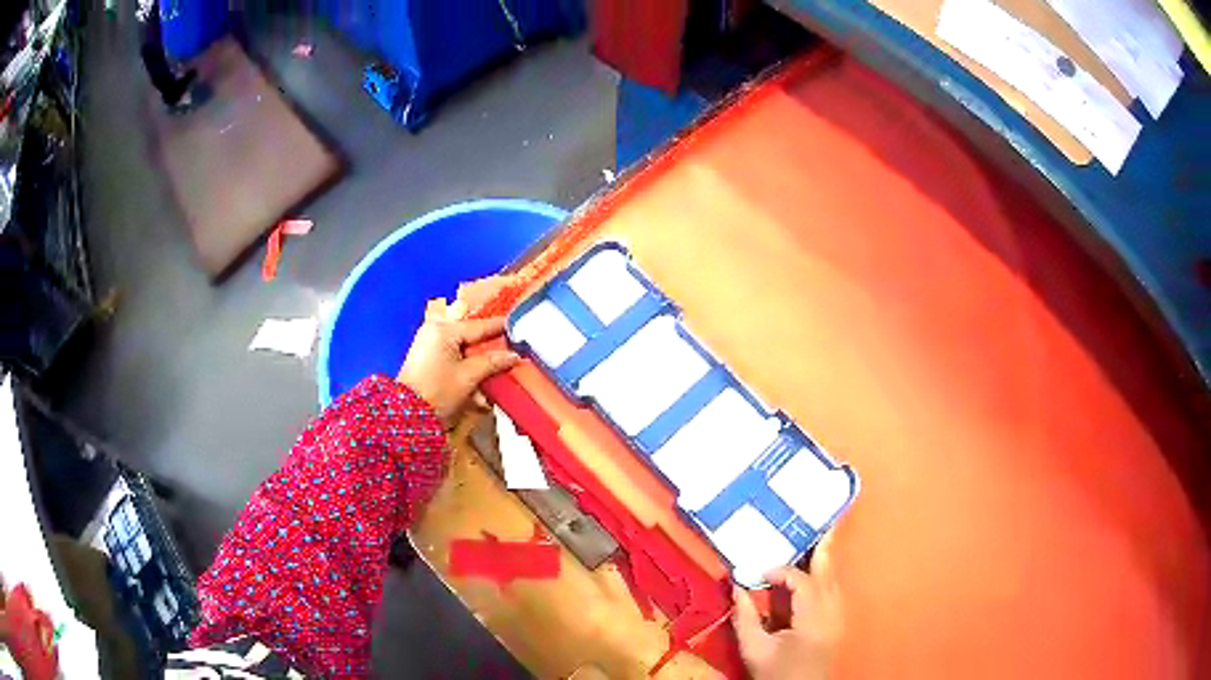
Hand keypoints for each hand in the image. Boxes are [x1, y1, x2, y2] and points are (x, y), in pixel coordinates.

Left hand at [398, 277, 520, 424]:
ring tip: (497, 361)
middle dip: (489, 344)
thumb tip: (514, 356)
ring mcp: (429, 344)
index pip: (479, 326)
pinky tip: (478, 372)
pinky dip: (466, 362)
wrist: (408, 414)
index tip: (518, 326)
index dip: (500, 328)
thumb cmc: (438, 391)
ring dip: (478, 356)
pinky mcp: (427, 358)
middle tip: (510, 346)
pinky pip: (452, 354)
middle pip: (470, 334)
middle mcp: (435, 331)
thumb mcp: (468, 377)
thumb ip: (492, 362)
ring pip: (462, 345)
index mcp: (444, 331)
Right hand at [733, 534, 842, 679]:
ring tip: (817, 539)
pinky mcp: (836, 623)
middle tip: (819, 523)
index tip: (760, 575)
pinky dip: (823, 577)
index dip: (783, 572)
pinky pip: (832, 592)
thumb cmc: (776, 675)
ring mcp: (837, 619)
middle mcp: (831, 615)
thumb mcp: (754, 651)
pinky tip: (815, 570)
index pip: (803, 584)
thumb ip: (745, 618)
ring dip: (823, 561)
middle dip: (822, 549)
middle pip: (829, 575)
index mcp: (812, 621)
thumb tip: (737, 586)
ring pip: (834, 581)